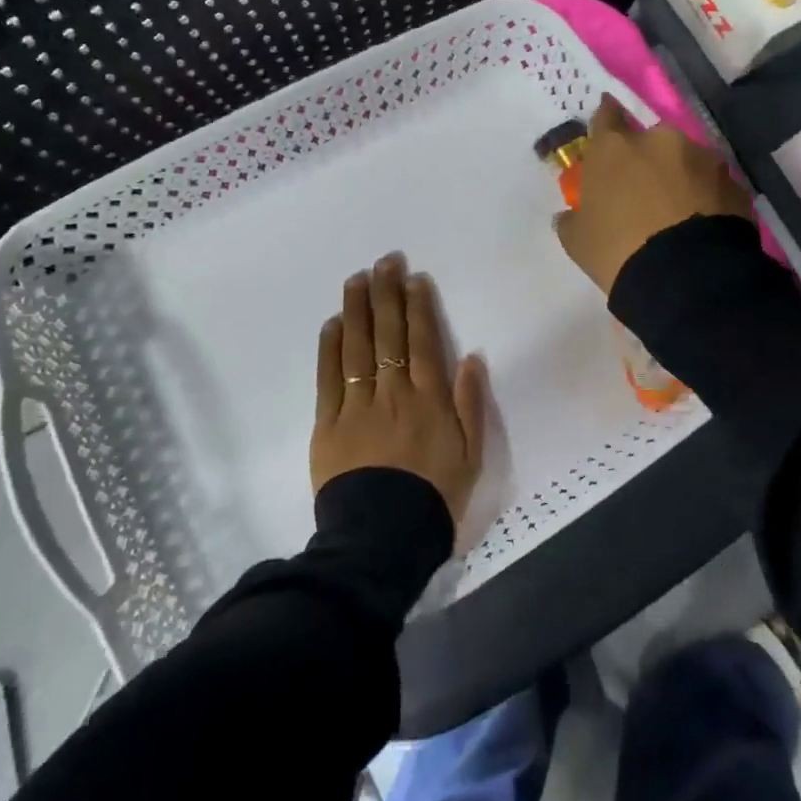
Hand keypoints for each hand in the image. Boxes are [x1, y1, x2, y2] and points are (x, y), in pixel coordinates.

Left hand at [312, 254, 486, 524]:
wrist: (382, 539)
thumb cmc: (433, 497)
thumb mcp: (471, 455)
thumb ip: (470, 403)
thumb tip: (470, 357)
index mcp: (429, 399)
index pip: (422, 340)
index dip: (418, 306)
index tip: (414, 278)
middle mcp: (393, 392)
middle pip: (389, 334)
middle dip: (388, 293)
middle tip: (385, 261)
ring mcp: (357, 406)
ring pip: (357, 347)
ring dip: (358, 309)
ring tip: (357, 278)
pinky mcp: (328, 424)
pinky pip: (329, 378)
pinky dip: (331, 348)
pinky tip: (333, 323)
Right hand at [555, 96, 753, 293]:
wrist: (686, 278)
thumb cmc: (618, 252)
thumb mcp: (577, 241)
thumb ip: (573, 218)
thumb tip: (572, 214)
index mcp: (615, 148)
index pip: (606, 117)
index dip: (606, 121)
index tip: (607, 127)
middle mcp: (660, 141)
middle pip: (651, 141)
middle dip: (648, 159)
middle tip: (644, 190)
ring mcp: (702, 159)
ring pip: (686, 160)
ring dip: (680, 176)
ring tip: (679, 211)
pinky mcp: (733, 182)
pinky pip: (712, 184)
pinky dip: (706, 196)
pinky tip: (701, 224)